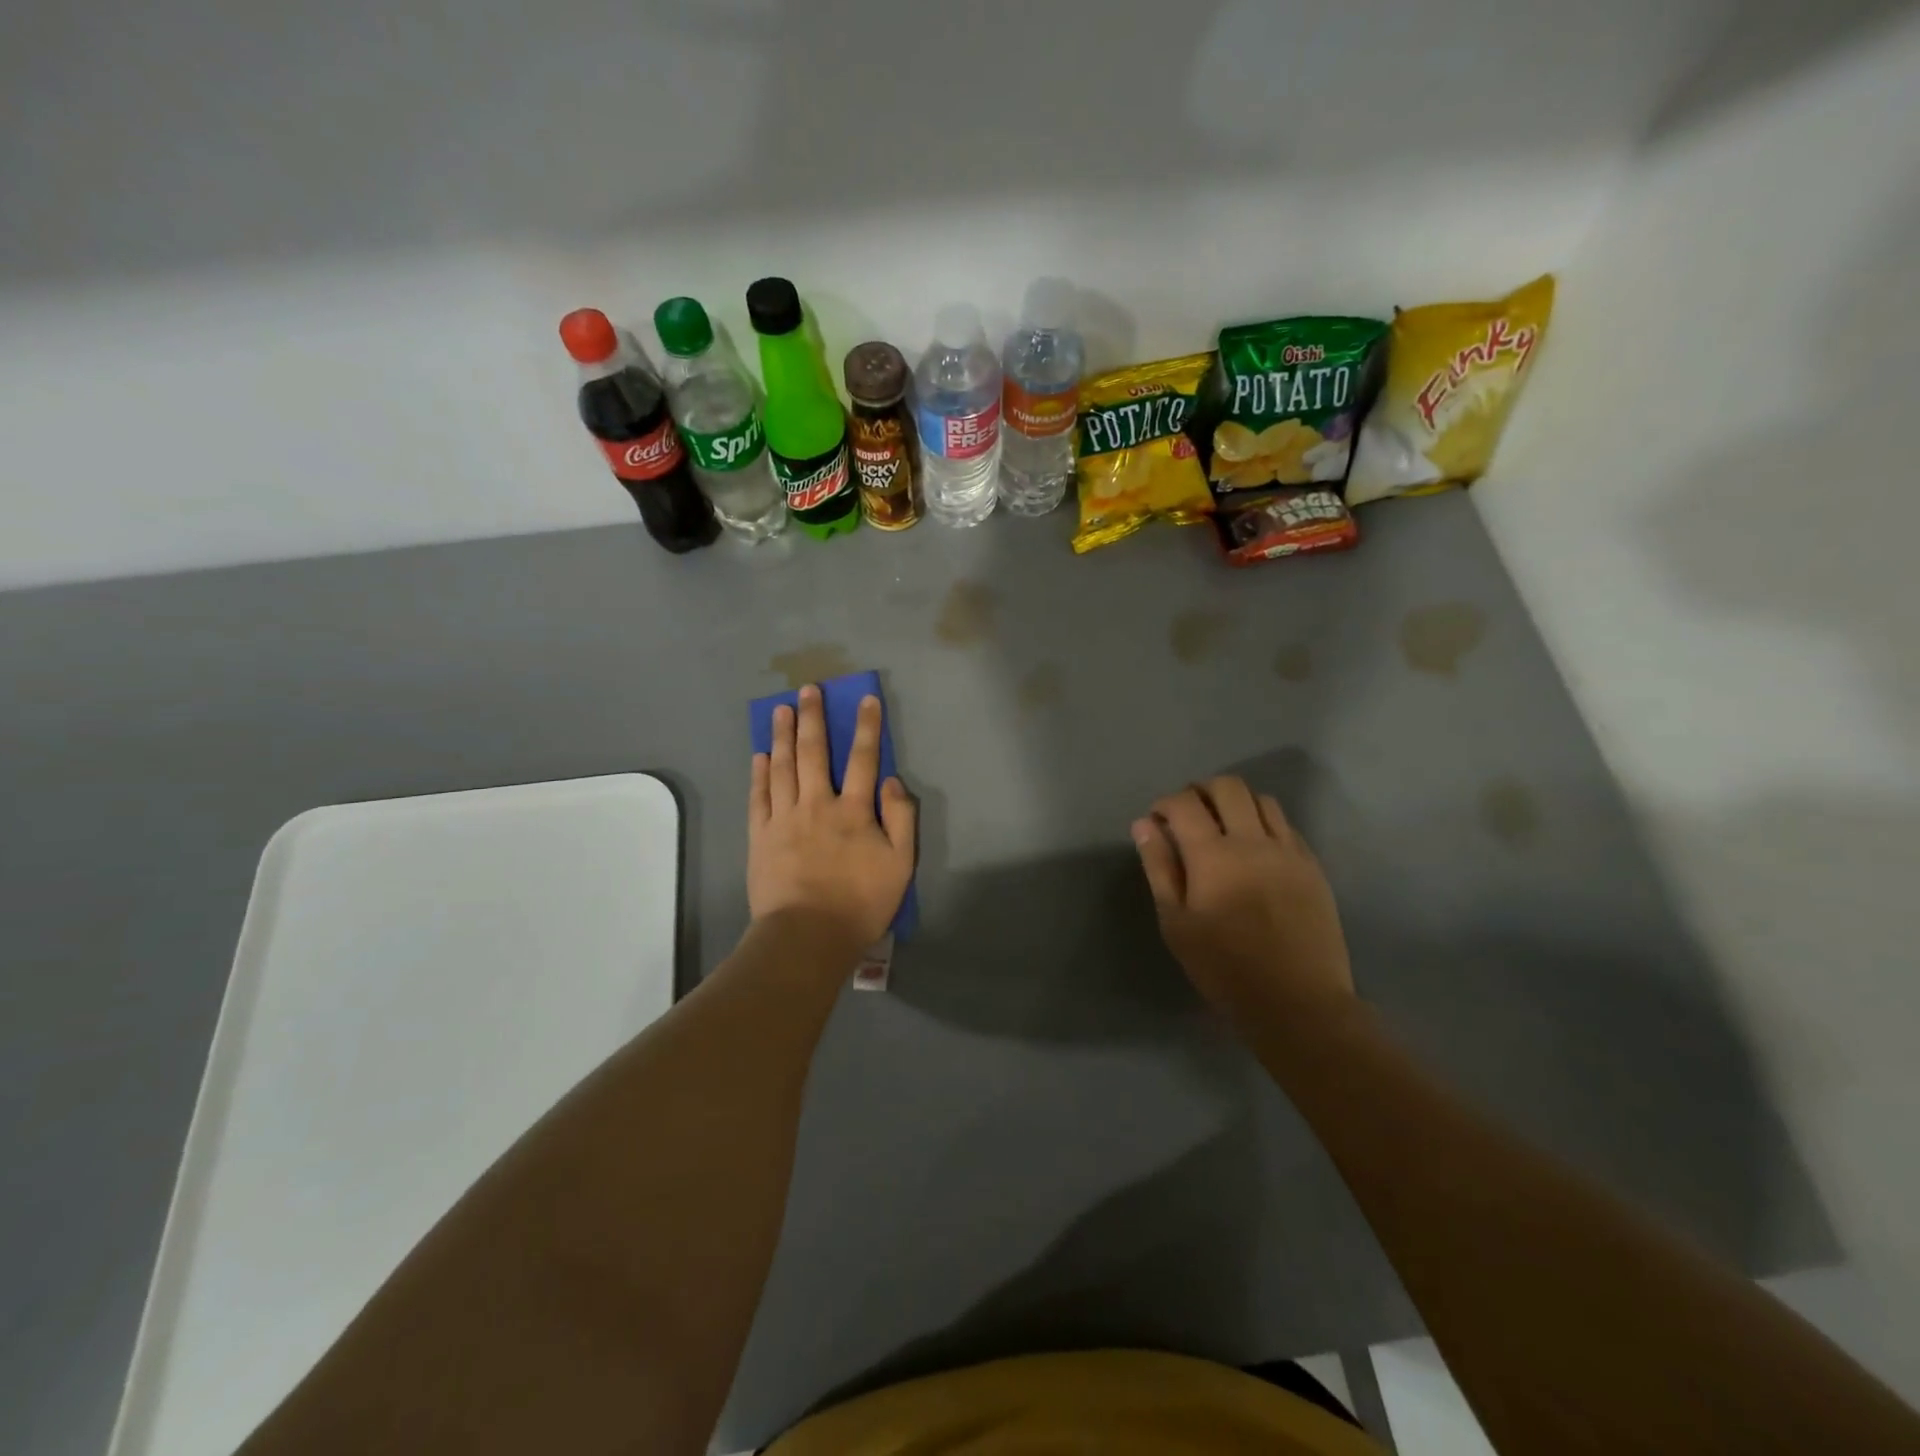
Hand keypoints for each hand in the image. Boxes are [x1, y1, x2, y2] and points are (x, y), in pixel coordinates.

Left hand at [749, 685, 916, 949]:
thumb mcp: (900, 865)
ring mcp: (784, 818)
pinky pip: (759, 796)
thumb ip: (900, 819)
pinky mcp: (760, 836)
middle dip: (813, 718)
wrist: (807, 935)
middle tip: (808, 690)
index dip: (867, 727)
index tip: (866, 699)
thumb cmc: (860, 903)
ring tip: (781, 710)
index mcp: (855, 810)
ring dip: (783, 735)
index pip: (863, 758)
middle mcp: (817, 804)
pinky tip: (760, 755)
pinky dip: (760, 773)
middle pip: (814, 753)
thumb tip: (890, 780)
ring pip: (783, 767)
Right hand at [1132, 776, 1353, 1021]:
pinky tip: (1254, 848)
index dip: (1164, 804)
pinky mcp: (1312, 865)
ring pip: (1261, 799)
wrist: (1298, 1002)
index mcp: (1213, 855)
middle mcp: (1253, 841)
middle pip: (1227, 787)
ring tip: (1222, 827)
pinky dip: (1263, 822)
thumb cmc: (1225, 968)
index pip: (1184, 803)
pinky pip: (1286, 824)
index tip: (1157, 822)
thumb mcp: (1177, 923)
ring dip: (1235, 802)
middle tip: (1188, 816)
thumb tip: (1144, 824)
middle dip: (1200, 791)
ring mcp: (1288, 850)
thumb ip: (1159, 867)